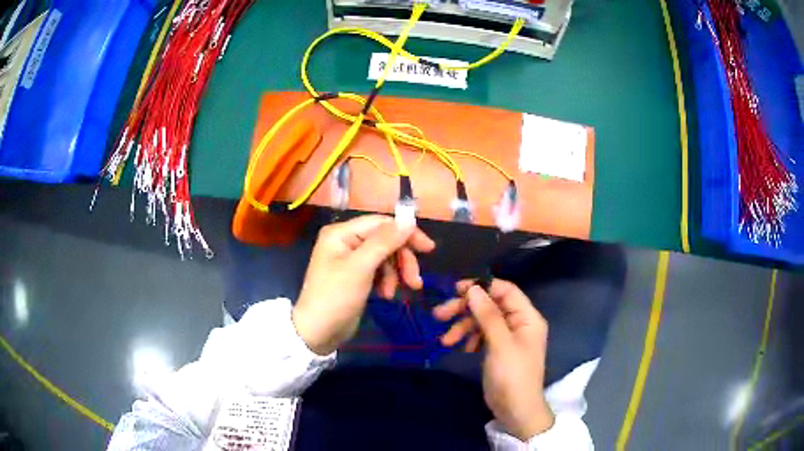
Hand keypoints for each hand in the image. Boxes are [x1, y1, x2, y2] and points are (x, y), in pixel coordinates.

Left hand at [292, 215, 434, 354]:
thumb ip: (384, 242)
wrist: (318, 332)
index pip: (381, 223)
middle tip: (415, 281)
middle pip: (386, 241)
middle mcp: (346, 241)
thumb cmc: (335, 297)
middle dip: (402, 260)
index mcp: (342, 233)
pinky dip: (387, 281)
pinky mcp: (356, 276)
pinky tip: (386, 295)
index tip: (429, 249)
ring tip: (393, 293)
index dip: (406, 233)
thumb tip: (409, 220)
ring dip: (395, 274)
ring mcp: (351, 259)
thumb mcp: (360, 268)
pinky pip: (380, 271)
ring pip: (386, 257)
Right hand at [433, 279, 554, 439]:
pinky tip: (461, 348)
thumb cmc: (512, 376)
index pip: (505, 291)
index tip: (455, 290)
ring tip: (445, 340)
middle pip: (490, 305)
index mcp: (527, 317)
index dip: (481, 287)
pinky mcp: (497, 349)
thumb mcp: (500, 344)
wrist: (515, 411)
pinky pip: (481, 335)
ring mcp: (508, 337)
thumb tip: (473, 288)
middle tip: (439, 315)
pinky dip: (469, 338)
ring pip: (482, 321)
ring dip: (463, 327)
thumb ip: (488, 315)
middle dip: (465, 309)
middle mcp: (518, 323)